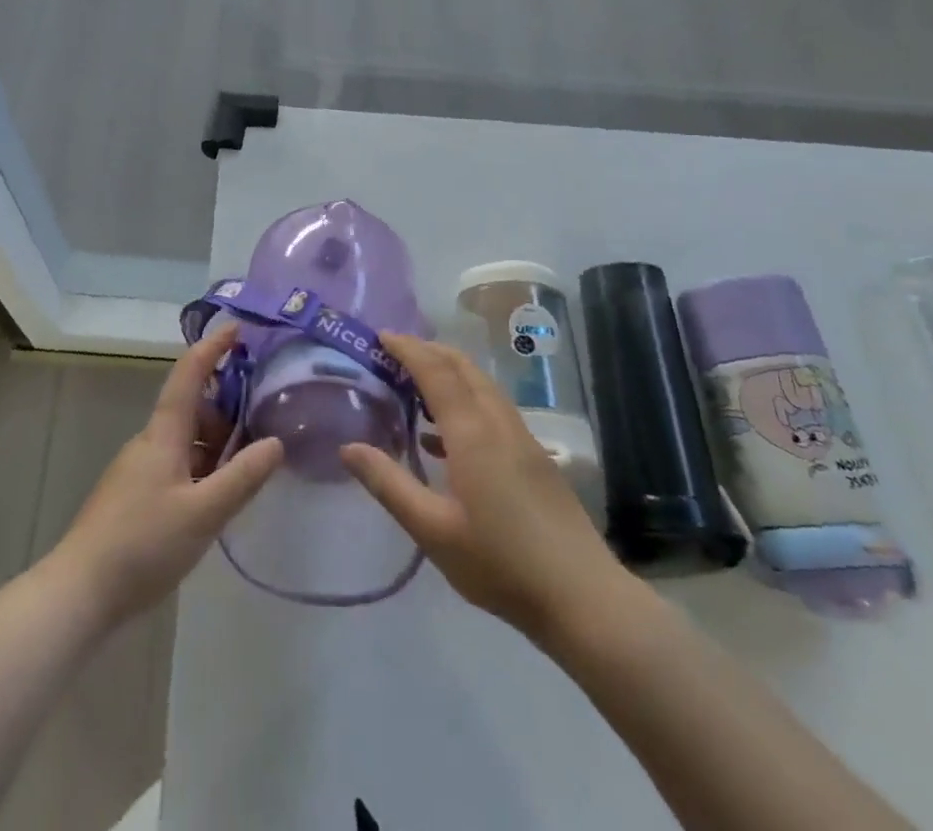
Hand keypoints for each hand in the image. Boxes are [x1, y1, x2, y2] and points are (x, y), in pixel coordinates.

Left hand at [49, 324, 283, 625]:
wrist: (80, 592)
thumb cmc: (143, 544)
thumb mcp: (203, 513)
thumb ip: (242, 477)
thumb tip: (276, 442)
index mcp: (163, 434)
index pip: (188, 376)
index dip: (211, 348)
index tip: (236, 326)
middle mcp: (150, 443)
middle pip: (191, 408)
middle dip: (226, 404)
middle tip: (263, 411)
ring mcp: (140, 470)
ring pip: (185, 439)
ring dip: (216, 440)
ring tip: (251, 456)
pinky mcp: (136, 496)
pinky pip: (177, 463)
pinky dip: (203, 465)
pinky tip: (219, 492)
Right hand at [341, 332, 628, 642]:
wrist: (584, 597)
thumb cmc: (500, 563)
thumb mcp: (433, 530)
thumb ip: (389, 484)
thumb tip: (348, 448)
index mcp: (472, 432)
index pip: (435, 370)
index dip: (407, 348)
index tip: (380, 335)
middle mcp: (498, 422)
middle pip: (462, 367)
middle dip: (428, 351)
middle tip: (392, 353)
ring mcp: (522, 438)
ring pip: (481, 385)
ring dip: (448, 373)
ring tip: (413, 386)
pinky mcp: (534, 457)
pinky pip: (492, 408)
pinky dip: (464, 400)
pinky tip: (443, 437)